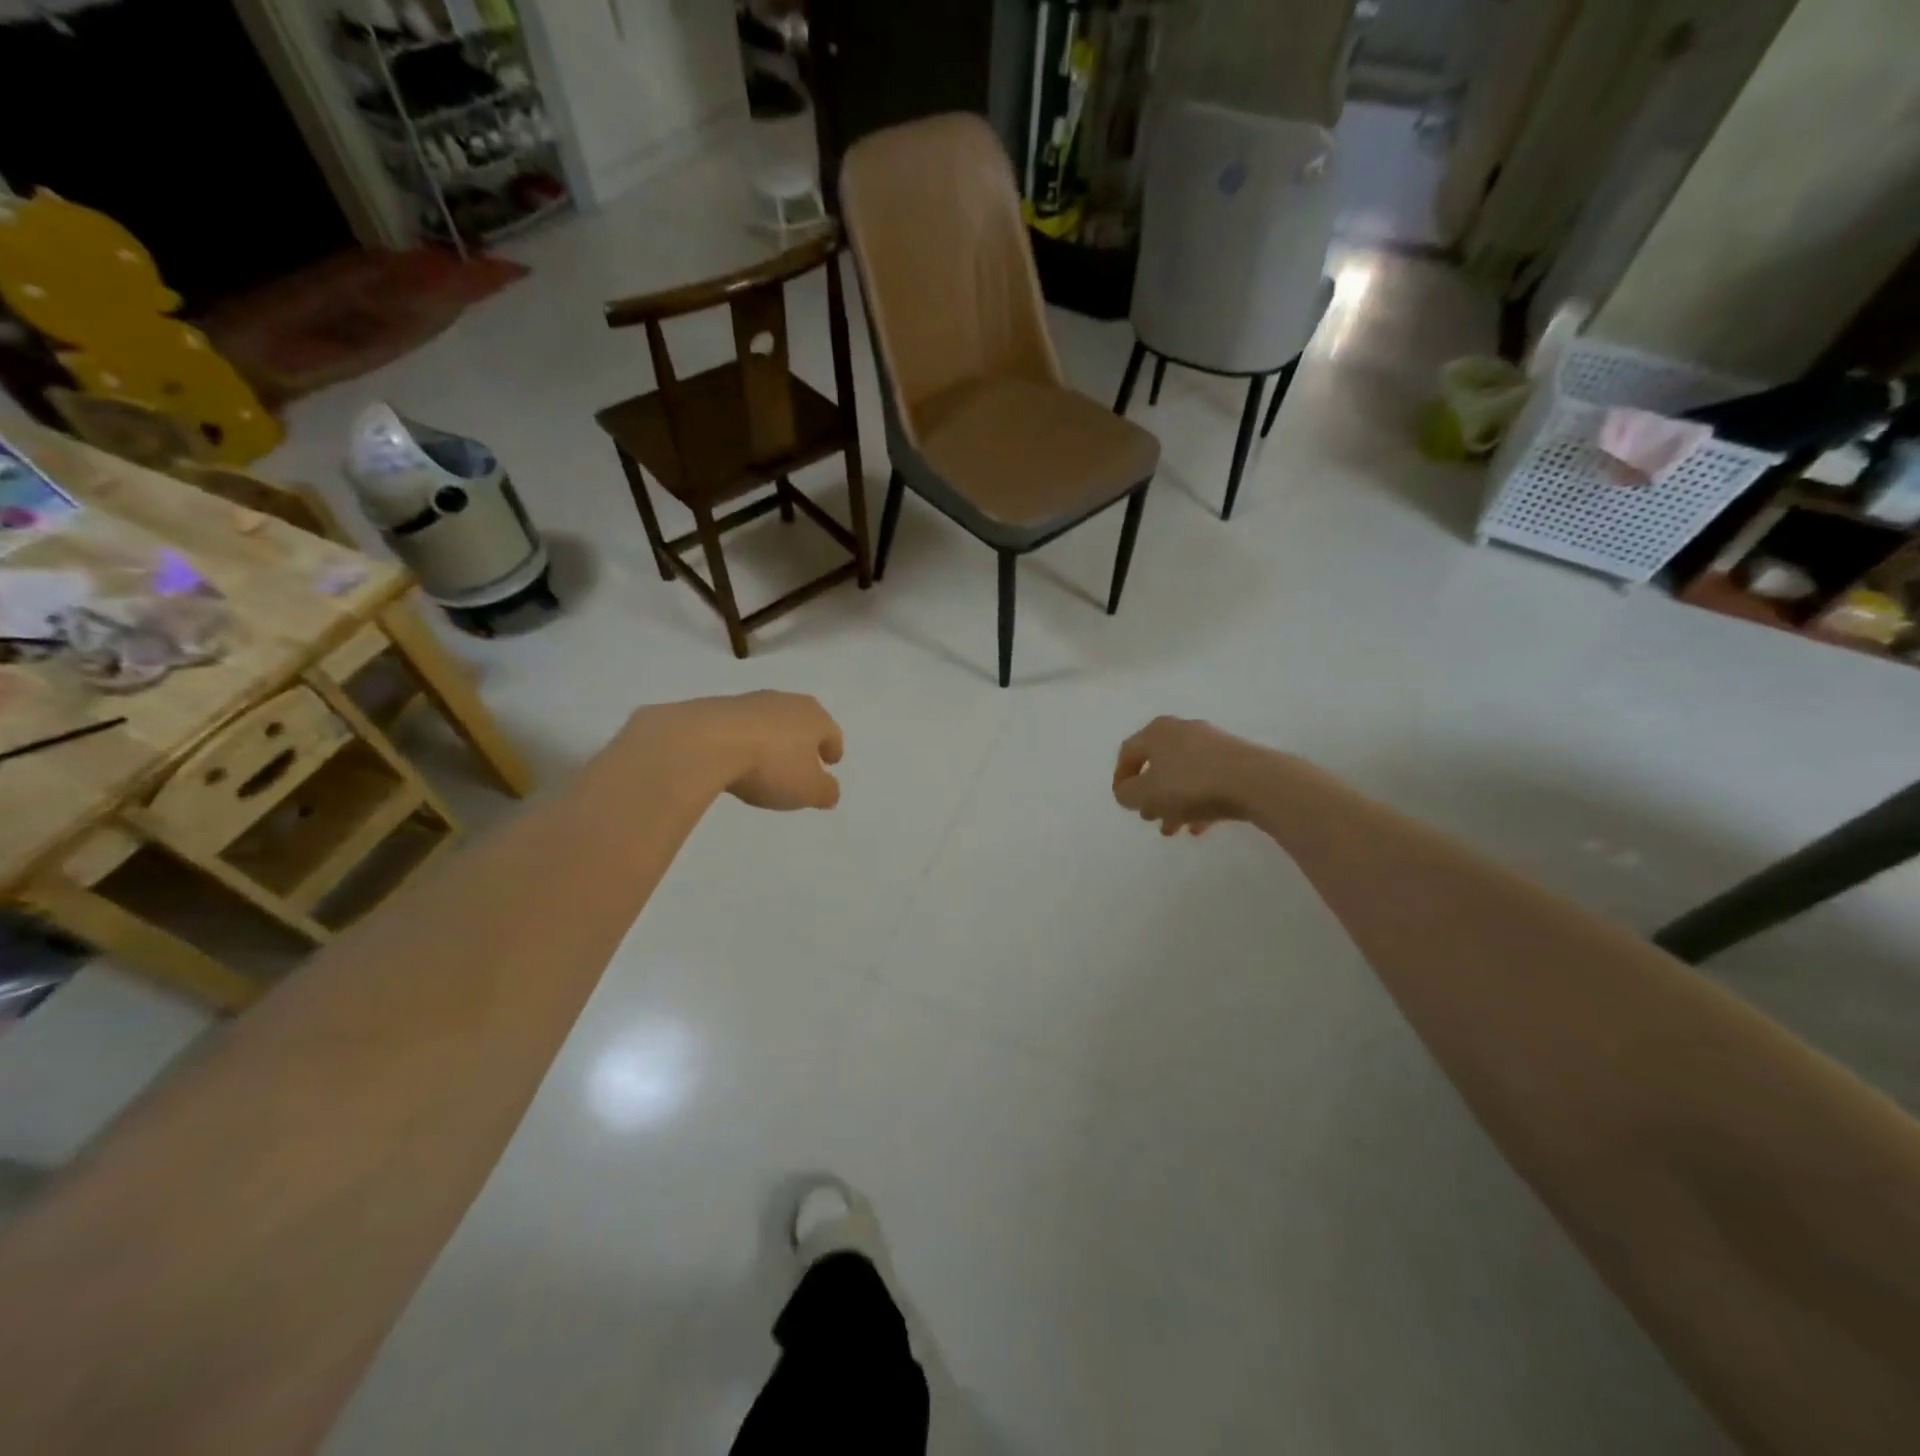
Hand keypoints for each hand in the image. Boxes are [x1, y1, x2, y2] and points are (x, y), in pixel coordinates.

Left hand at [635, 691, 843, 809]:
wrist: (707, 742)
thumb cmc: (771, 766)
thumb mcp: (808, 790)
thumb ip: (825, 792)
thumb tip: (831, 791)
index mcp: (815, 718)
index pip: (831, 732)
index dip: (833, 749)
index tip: (831, 761)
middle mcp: (787, 702)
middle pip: (803, 720)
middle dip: (805, 740)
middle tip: (804, 759)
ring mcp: (751, 701)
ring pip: (772, 720)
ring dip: (774, 738)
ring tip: (768, 760)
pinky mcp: (718, 707)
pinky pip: (741, 725)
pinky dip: (746, 739)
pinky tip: (738, 757)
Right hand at [1113, 716, 1262, 835]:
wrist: (1255, 782)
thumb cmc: (1190, 785)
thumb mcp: (1145, 794)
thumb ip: (1127, 794)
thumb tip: (1128, 792)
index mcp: (1156, 732)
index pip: (1128, 753)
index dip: (1121, 779)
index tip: (1124, 804)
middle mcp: (1182, 730)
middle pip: (1157, 765)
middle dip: (1151, 796)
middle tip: (1150, 818)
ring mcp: (1212, 743)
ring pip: (1183, 775)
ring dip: (1174, 803)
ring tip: (1175, 829)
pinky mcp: (1236, 759)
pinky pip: (1208, 781)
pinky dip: (1199, 802)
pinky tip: (1200, 827)